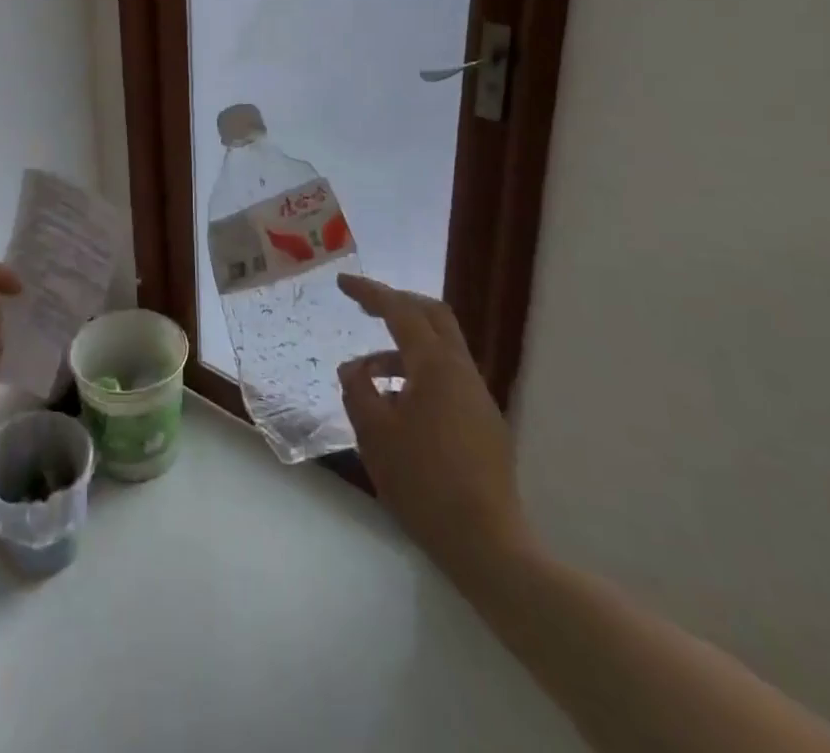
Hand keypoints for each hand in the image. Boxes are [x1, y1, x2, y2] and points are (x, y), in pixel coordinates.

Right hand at [337, 275, 530, 587]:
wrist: (487, 545)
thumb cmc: (422, 482)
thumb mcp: (374, 433)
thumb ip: (358, 390)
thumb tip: (354, 368)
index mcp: (435, 365)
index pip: (400, 310)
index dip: (369, 292)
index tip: (343, 283)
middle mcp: (462, 371)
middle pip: (433, 316)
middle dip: (398, 304)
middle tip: (365, 307)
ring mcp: (479, 398)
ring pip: (440, 351)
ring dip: (403, 350)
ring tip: (369, 378)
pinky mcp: (485, 424)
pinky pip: (448, 379)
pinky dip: (418, 375)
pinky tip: (398, 408)